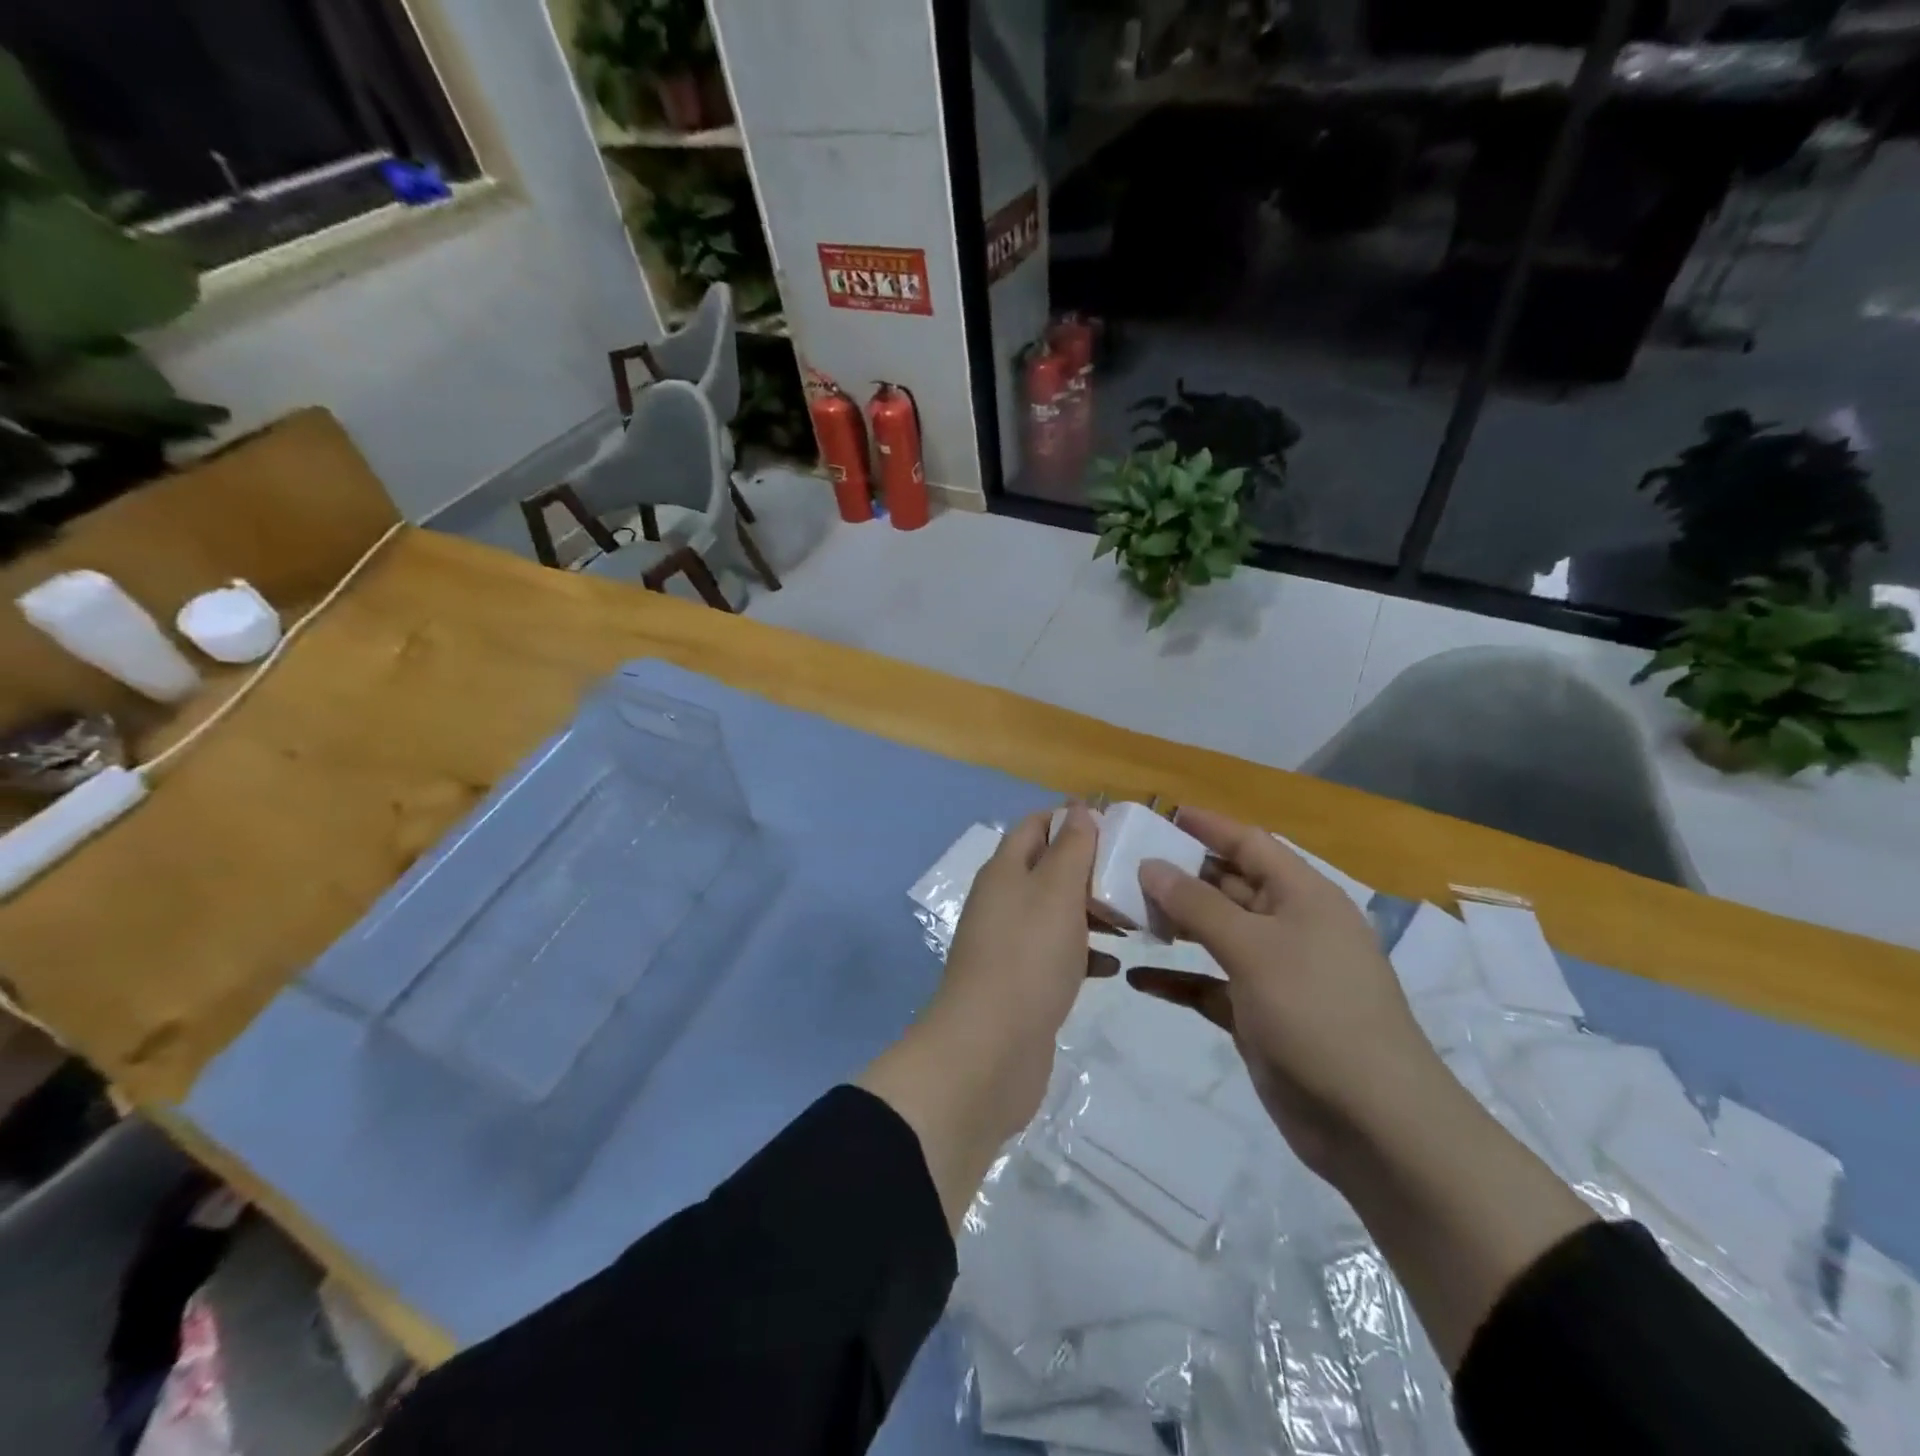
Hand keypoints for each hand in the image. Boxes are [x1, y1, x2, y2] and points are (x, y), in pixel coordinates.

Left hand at [859, 806, 1098, 1227]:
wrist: (988, 1051)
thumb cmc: (1027, 958)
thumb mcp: (1056, 891)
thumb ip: (1070, 848)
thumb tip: (1077, 809)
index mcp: (1005, 870)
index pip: (1035, 825)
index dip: (1071, 818)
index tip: (1117, 825)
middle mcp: (1003, 900)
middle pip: (1048, 868)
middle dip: (1090, 868)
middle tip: (1136, 877)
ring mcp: (1009, 943)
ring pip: (1056, 913)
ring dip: (1092, 911)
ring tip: (1136, 920)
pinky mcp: (1021, 982)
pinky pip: (1057, 954)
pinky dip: (1084, 953)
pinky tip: (1113, 966)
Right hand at [1129, 806, 1446, 1174]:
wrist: (1372, 1122)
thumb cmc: (1316, 1012)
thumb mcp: (1254, 947)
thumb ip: (1198, 904)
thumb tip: (1151, 865)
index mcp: (1304, 897)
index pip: (1251, 844)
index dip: (1209, 826)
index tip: (1161, 814)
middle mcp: (1291, 927)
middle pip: (1229, 886)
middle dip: (1181, 875)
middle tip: (1125, 865)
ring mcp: (1275, 973)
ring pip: (1216, 934)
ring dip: (1175, 924)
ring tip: (1124, 913)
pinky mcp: (1259, 1015)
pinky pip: (1210, 985)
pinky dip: (1178, 979)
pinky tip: (1138, 978)